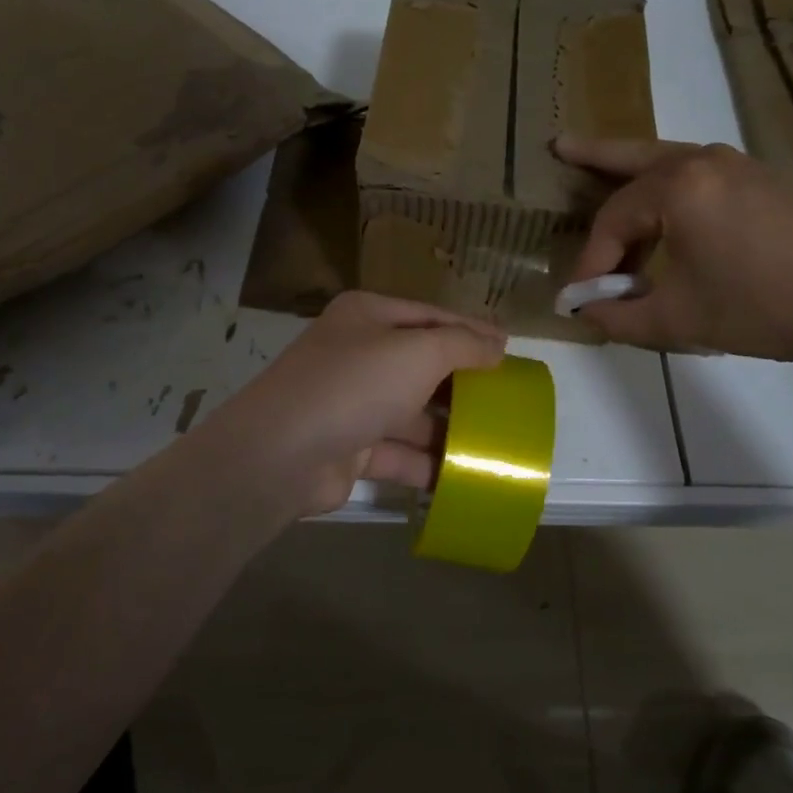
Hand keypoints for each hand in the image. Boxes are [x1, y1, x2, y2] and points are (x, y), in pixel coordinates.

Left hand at [206, 291, 507, 515]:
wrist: (282, 453)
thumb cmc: (355, 384)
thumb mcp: (418, 352)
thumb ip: (463, 345)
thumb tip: (497, 343)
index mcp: (368, 316)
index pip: (430, 316)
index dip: (471, 330)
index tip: (510, 348)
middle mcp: (357, 354)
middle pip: (422, 365)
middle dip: (463, 382)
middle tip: (507, 398)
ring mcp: (351, 402)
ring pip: (411, 412)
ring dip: (448, 427)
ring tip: (495, 441)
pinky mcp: (349, 448)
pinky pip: (398, 452)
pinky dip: (427, 463)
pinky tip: (464, 476)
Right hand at [555, 136, 792, 366]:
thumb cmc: (760, 306)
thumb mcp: (677, 319)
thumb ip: (618, 316)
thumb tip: (585, 314)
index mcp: (678, 186)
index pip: (613, 220)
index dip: (591, 261)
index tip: (582, 298)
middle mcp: (705, 162)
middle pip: (634, 157)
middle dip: (594, 155)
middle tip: (559, 144)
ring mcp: (739, 167)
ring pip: (669, 161)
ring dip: (633, 172)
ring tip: (603, 174)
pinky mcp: (763, 182)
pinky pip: (698, 175)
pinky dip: (669, 187)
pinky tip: (664, 208)